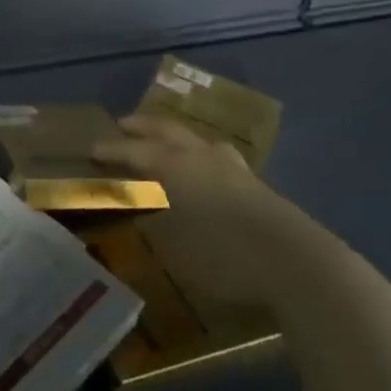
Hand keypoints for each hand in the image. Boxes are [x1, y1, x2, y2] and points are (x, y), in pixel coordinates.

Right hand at [93, 113, 337, 308]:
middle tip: (123, 125)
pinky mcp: (256, 185)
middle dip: (142, 127)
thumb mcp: (173, 244)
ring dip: (175, 136)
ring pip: (196, 139)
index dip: (111, 149)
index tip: (91, 149)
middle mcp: (200, 156)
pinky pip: (217, 157)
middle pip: (166, 130)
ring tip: (165, 142)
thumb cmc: (224, 254)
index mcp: (174, 165)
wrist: (299, 265)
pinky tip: (205, 171)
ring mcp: (232, 168)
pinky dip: (200, 156)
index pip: (133, 150)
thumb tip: (133, 206)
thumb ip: (151, 220)